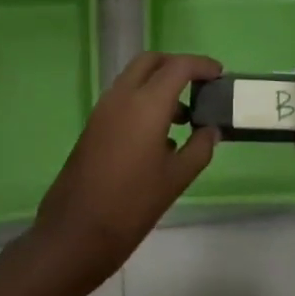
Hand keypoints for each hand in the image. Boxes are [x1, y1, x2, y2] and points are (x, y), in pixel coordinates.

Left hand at [30, 52, 220, 295]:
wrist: (74, 234)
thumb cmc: (131, 205)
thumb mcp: (175, 179)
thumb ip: (199, 148)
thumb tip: (211, 130)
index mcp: (146, 104)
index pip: (178, 66)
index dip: (201, 65)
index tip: (219, 73)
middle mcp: (122, 96)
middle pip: (151, 61)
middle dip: (176, 66)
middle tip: (199, 85)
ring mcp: (103, 109)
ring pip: (134, 78)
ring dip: (158, 84)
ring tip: (184, 117)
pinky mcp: (94, 125)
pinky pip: (123, 98)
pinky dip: (143, 100)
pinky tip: (160, 136)